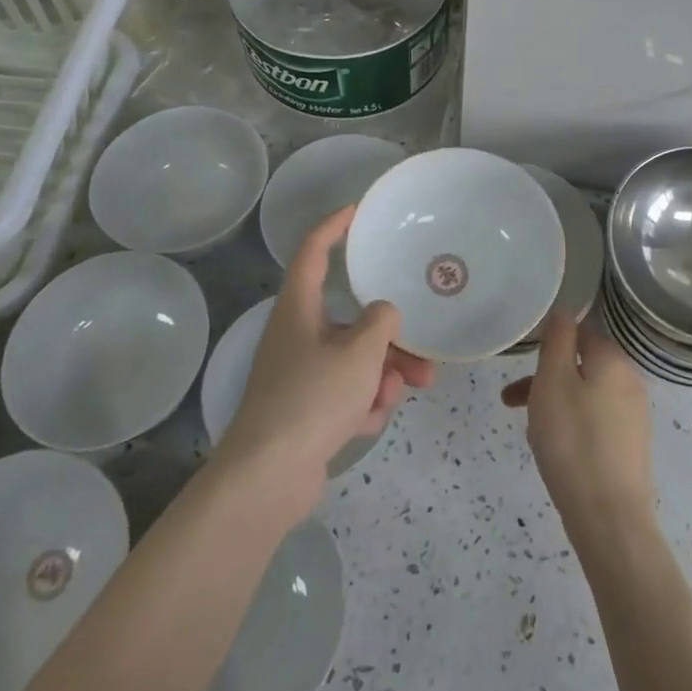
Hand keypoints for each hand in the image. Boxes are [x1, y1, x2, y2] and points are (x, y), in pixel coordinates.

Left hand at [214, 205, 435, 518]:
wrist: (268, 479)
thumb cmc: (312, 398)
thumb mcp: (359, 353)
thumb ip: (381, 323)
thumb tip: (384, 314)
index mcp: (299, 309)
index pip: (313, 252)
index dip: (334, 227)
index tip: (357, 211)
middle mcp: (297, 335)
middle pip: (351, 320)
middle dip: (390, 339)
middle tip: (424, 355)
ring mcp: (300, 375)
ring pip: (354, 360)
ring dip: (383, 375)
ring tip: (404, 393)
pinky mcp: (305, 410)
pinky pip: (345, 393)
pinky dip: (362, 404)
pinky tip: (367, 423)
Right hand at [502, 310, 653, 546]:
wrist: (609, 517)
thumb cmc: (573, 441)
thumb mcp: (553, 381)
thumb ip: (558, 340)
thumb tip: (563, 312)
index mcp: (613, 359)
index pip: (580, 331)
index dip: (549, 343)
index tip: (521, 363)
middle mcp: (630, 380)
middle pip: (581, 365)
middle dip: (544, 378)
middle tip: (512, 401)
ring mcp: (634, 415)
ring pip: (585, 395)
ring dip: (554, 404)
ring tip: (528, 430)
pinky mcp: (631, 446)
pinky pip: (595, 422)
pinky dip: (572, 426)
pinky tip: (554, 451)